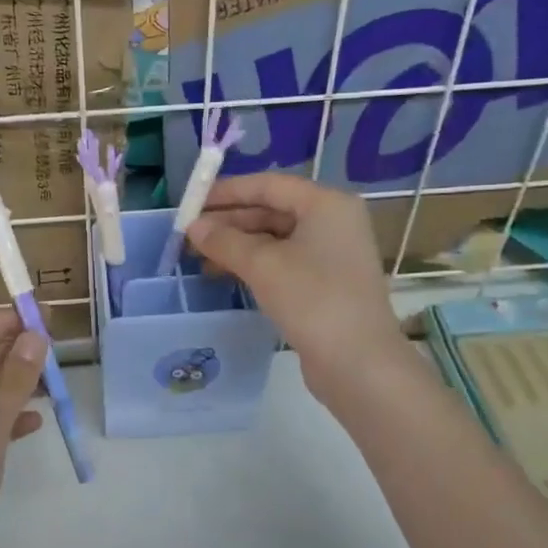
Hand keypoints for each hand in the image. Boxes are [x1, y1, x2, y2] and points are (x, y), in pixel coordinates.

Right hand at [186, 172, 406, 402]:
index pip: (268, 185)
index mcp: (326, 204)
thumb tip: (193, 227)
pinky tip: (224, 275)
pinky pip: (282, 262)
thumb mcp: (262, 265)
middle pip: (272, 210)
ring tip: (199, 259)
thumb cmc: (312, 299)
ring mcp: (331, 254)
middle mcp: (333, 222)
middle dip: (229, 222)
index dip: (228, 191)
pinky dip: (253, 265)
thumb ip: (224, 241)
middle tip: (190, 235)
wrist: (358, 363)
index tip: (192, 203)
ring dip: (237, 246)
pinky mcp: (325, 284)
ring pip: (275, 239)